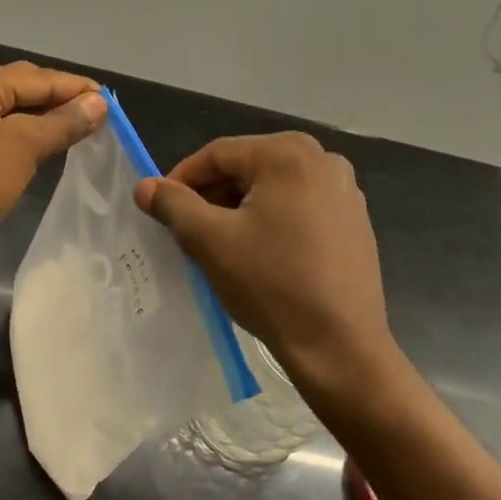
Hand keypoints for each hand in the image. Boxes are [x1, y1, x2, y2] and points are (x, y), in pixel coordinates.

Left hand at [0, 61, 106, 274]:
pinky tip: (53, 150)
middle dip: (65, 101)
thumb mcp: (21, 148)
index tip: (115, 104)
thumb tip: (99, 103)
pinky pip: (7, 135)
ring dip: (50, 121)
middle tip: (104, 120)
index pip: (40, 78)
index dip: (78, 89)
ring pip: (19, 113)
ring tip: (88, 133)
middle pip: (28, 89)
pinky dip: (32, 139)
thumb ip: (62, 122)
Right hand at [135, 132, 398, 398]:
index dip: (181, 180)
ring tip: (220, 246)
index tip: (160, 211)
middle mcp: (323, 159)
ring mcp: (345, 191)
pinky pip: (299, 208)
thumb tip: (145, 187)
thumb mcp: (210, 241)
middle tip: (188, 232)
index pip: (217, 154)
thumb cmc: (271, 284)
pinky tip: (259, 256)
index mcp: (289, 154)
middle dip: (212, 196)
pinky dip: (270, 222)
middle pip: (247, 168)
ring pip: (272, 189)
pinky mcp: (354, 221)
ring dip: (239, 210)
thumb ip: (173, 205)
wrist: (339, 345)